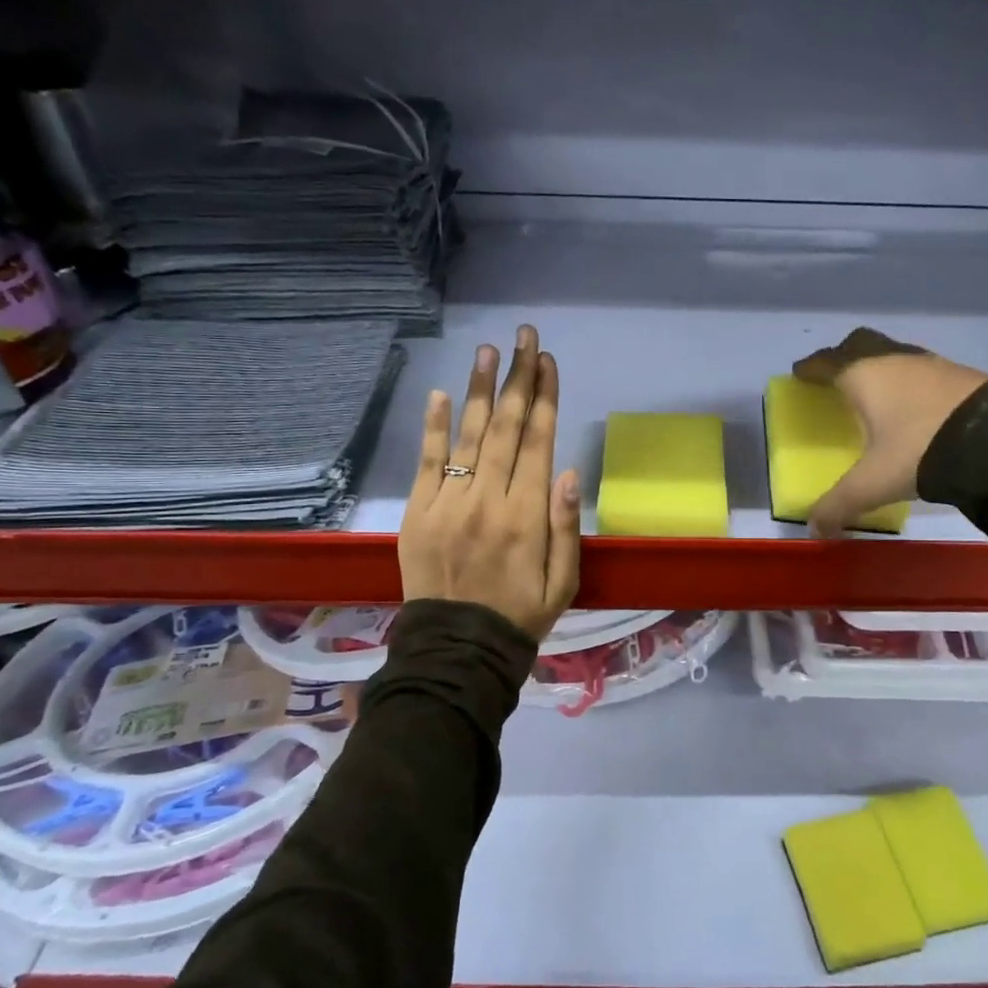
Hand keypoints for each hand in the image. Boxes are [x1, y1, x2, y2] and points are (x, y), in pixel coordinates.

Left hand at [399, 325, 581, 640]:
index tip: (548, 361)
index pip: (539, 442)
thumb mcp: (563, 582)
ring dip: (481, 390)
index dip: (545, 397)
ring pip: (469, 436)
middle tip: (524, 336)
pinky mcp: (418, 513)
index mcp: (527, 516)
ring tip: (489, 350)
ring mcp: (449, 504)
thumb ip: (566, 526)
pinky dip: (434, 428)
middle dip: (518, 378)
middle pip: (507, 428)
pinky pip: (428, 463)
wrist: (457, 651)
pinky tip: (441, 394)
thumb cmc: (520, 615)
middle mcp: (488, 500)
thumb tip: (569, 471)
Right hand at [792, 327, 987, 537]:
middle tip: (835, 375)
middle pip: (859, 344)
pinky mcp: (959, 374)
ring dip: (879, 366)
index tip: (800, 372)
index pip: (827, 363)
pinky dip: (908, 380)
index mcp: (863, 376)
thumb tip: (815, 529)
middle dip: (843, 356)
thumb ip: (840, 504)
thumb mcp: (873, 483)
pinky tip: (914, 403)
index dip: (810, 368)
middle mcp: (893, 360)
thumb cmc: (918, 449)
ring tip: (875, 391)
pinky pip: (920, 369)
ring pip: (893, 354)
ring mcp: (929, 363)